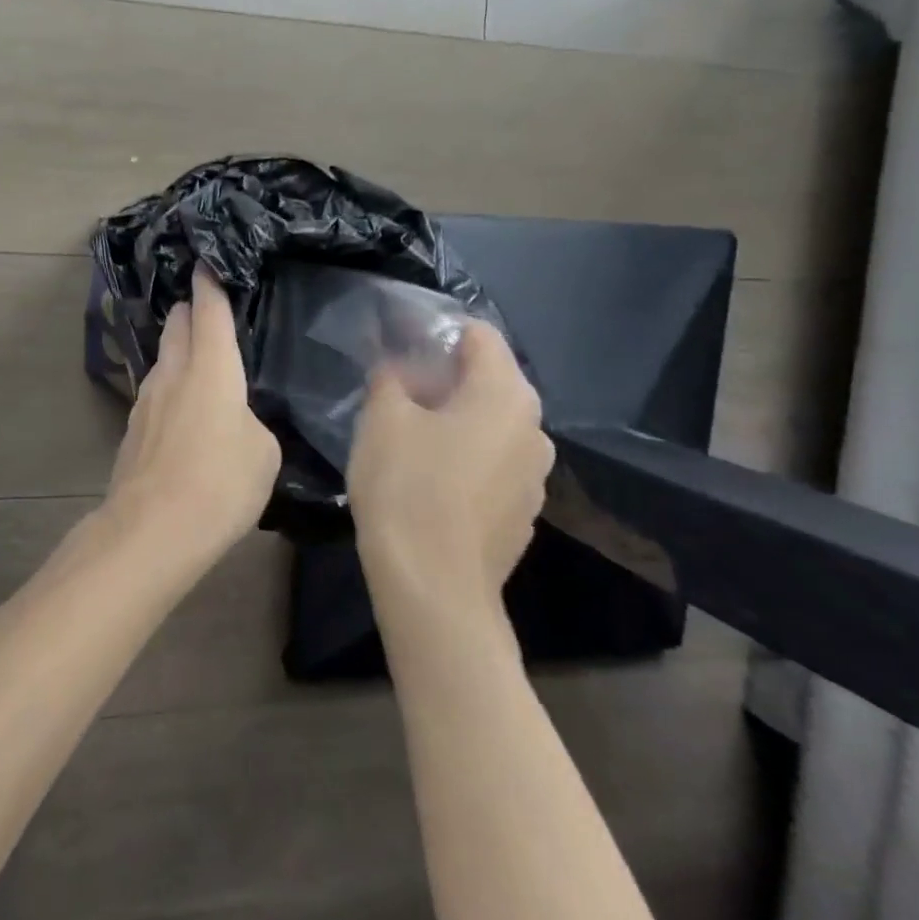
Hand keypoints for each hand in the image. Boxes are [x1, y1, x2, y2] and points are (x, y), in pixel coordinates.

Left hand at [105, 269, 280, 555]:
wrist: (152, 529)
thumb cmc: (220, 484)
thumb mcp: (263, 453)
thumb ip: (252, 423)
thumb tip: (235, 420)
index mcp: (210, 367)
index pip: (209, 310)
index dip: (210, 284)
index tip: (207, 264)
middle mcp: (173, 372)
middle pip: (178, 326)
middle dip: (191, 312)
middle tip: (206, 308)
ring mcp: (146, 399)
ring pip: (163, 358)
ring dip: (178, 350)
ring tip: (198, 359)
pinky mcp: (133, 428)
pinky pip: (156, 392)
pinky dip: (171, 386)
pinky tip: (183, 408)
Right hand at [347, 320, 554, 624]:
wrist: (433, 587)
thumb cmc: (407, 488)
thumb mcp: (383, 419)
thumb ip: (390, 377)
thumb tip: (396, 363)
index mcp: (506, 395)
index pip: (479, 336)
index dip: (436, 332)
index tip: (398, 345)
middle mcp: (535, 430)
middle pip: (489, 381)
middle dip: (443, 377)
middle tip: (396, 391)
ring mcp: (535, 476)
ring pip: (491, 425)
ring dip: (454, 419)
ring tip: (409, 435)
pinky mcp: (522, 513)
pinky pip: (493, 464)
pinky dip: (464, 457)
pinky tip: (429, 479)